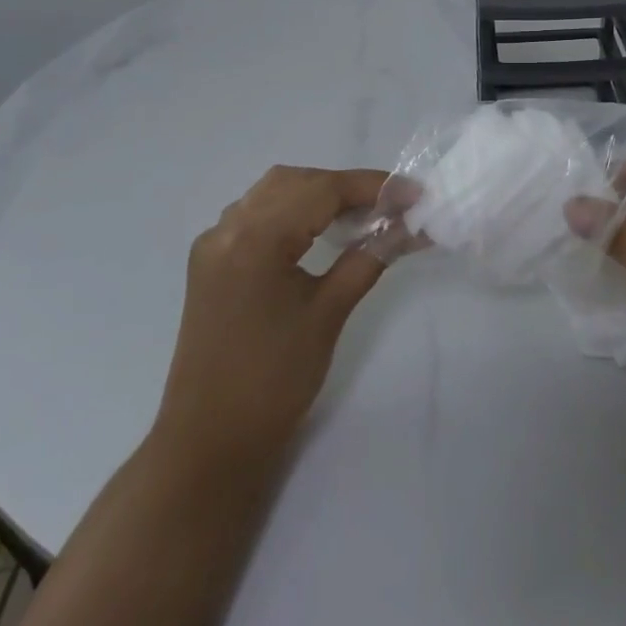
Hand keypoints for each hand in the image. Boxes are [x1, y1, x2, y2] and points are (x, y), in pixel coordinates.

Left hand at [154, 165, 388, 463]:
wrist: (210, 444)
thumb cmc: (274, 381)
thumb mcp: (329, 313)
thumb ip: (370, 257)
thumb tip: (410, 225)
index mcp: (255, 239)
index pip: (323, 190)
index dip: (374, 187)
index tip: (416, 194)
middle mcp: (228, 228)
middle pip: (297, 181)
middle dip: (348, 186)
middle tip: (392, 205)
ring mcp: (214, 243)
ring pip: (274, 192)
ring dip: (320, 193)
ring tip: (363, 213)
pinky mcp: (211, 261)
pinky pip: (256, 213)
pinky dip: (293, 209)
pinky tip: (320, 228)